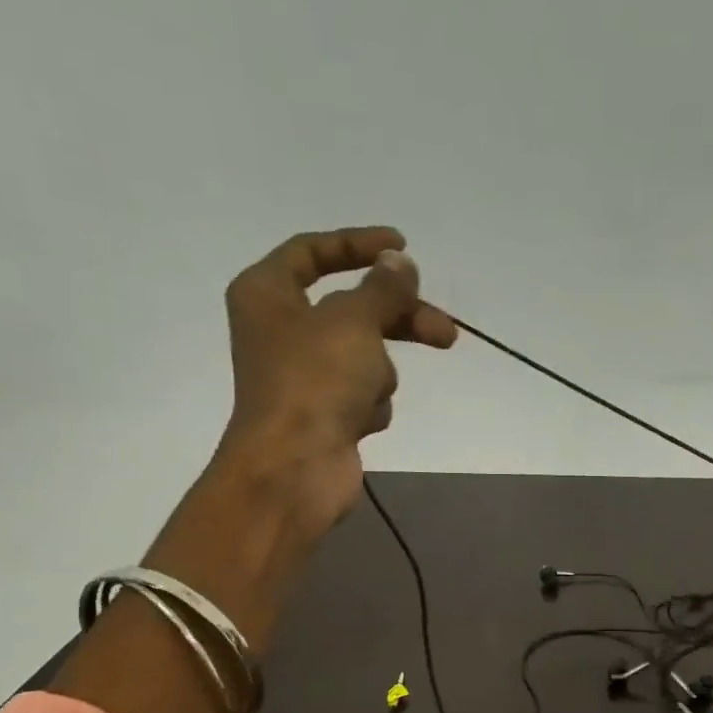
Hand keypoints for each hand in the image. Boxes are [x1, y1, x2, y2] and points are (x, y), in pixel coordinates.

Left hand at [218, 225, 456, 531]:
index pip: (314, 252)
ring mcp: (304, 375)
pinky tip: (360, 421)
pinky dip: (370, 404)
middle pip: (354, 308)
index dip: (359, 245)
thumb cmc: (314, 381)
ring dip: (379, 372)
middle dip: (399, 320)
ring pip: (365, 355)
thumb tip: (399, 263)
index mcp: (268, 293)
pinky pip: (364, 393)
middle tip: (445, 332)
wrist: (296, 467)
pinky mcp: (325, 413)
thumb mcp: (354, 321)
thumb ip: (383, 288)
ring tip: (370, 394)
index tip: (404, 247)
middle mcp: (282, 329)